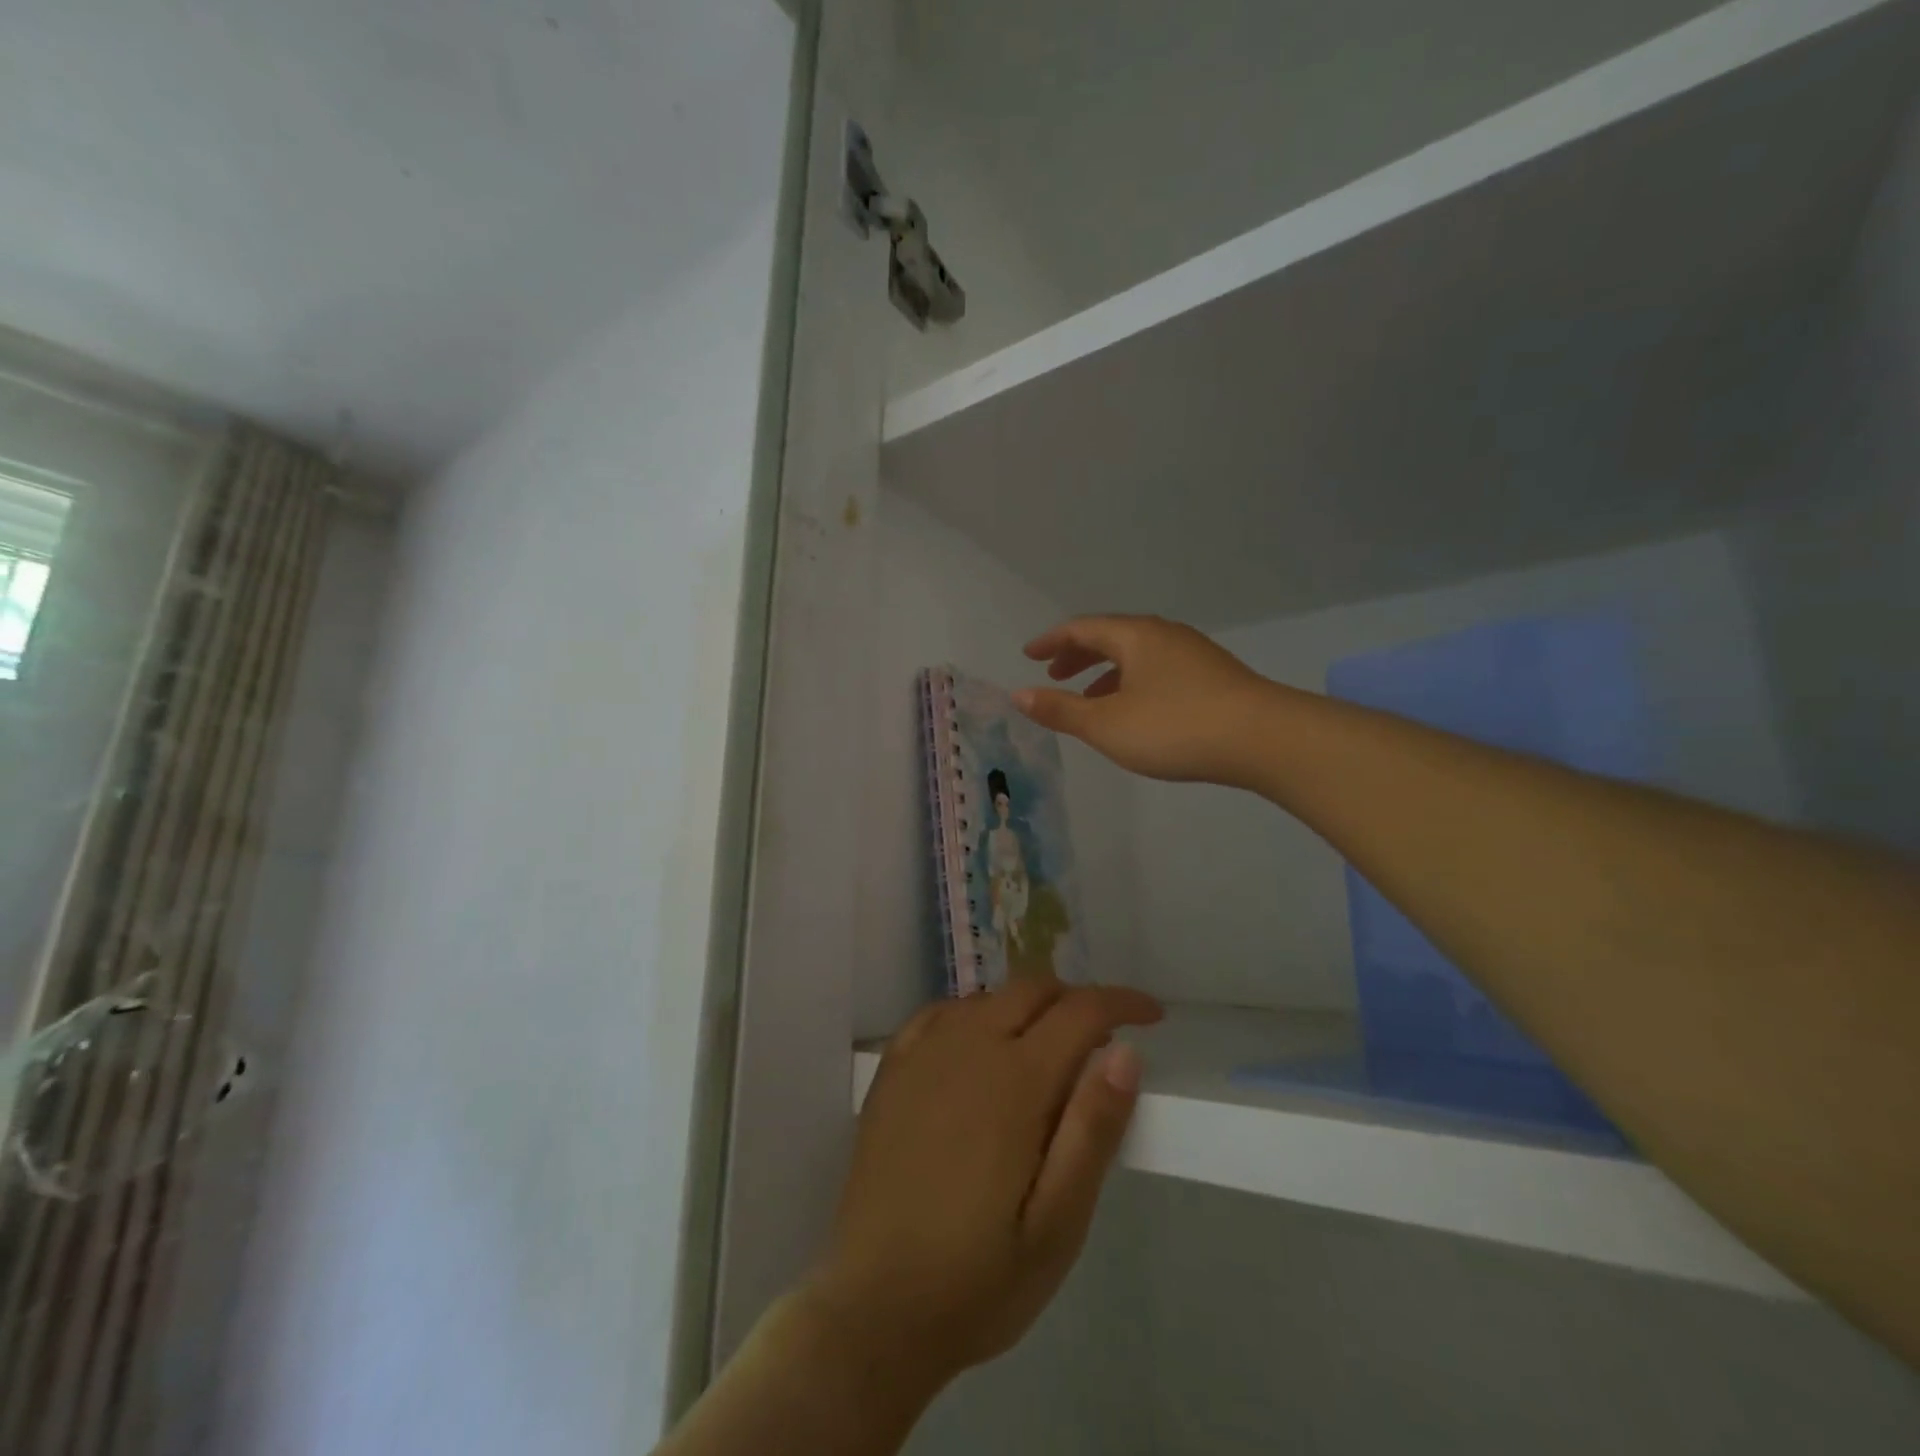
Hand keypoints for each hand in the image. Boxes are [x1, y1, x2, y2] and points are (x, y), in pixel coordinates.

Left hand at [810, 979, 1162, 1395]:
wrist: (874, 1308)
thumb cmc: (978, 1278)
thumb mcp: (1058, 1224)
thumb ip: (1093, 1130)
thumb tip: (1126, 1053)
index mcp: (1015, 1080)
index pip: (1080, 1012)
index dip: (1122, 1003)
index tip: (1152, 1015)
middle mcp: (967, 1047)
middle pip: (1032, 990)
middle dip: (1076, 1001)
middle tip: (1101, 1042)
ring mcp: (923, 1054)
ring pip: (988, 998)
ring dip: (1027, 1008)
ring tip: (1047, 1052)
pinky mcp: (891, 1070)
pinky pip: (940, 1013)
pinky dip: (975, 1015)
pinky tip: (979, 1048)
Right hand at [1017, 615, 1276, 785]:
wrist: (1263, 739)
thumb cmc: (1174, 727)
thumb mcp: (1106, 724)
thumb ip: (1060, 710)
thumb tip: (1018, 694)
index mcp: (1135, 636)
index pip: (1082, 628)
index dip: (1051, 641)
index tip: (1029, 655)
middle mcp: (1163, 635)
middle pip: (1111, 637)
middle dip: (1078, 656)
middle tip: (1054, 676)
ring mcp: (1193, 654)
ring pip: (1137, 656)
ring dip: (1106, 674)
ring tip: (1089, 701)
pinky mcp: (1213, 676)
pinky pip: (1158, 670)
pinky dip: (1133, 684)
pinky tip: (1135, 712)